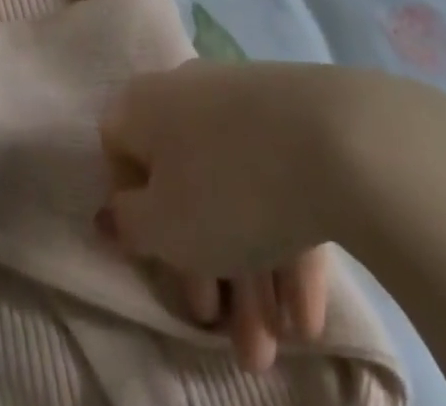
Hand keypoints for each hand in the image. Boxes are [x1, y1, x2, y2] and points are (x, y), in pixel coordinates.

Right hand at [98, 62, 382, 370]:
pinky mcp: (293, 120)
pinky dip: (282, 243)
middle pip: (184, 183)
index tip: (157, 260)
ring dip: (249, 275)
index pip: (120, 151)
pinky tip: (305, 315)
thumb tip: (112, 212)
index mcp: (146, 104)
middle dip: (204, 268)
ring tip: (275, 350)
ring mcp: (243, 103)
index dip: (132, 211)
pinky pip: (273, 182)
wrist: (333, 139)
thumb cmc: (226, 188)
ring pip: (233, 191)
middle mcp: (188, 94)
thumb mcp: (163, 227)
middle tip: (225, 333)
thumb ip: (129, 225)